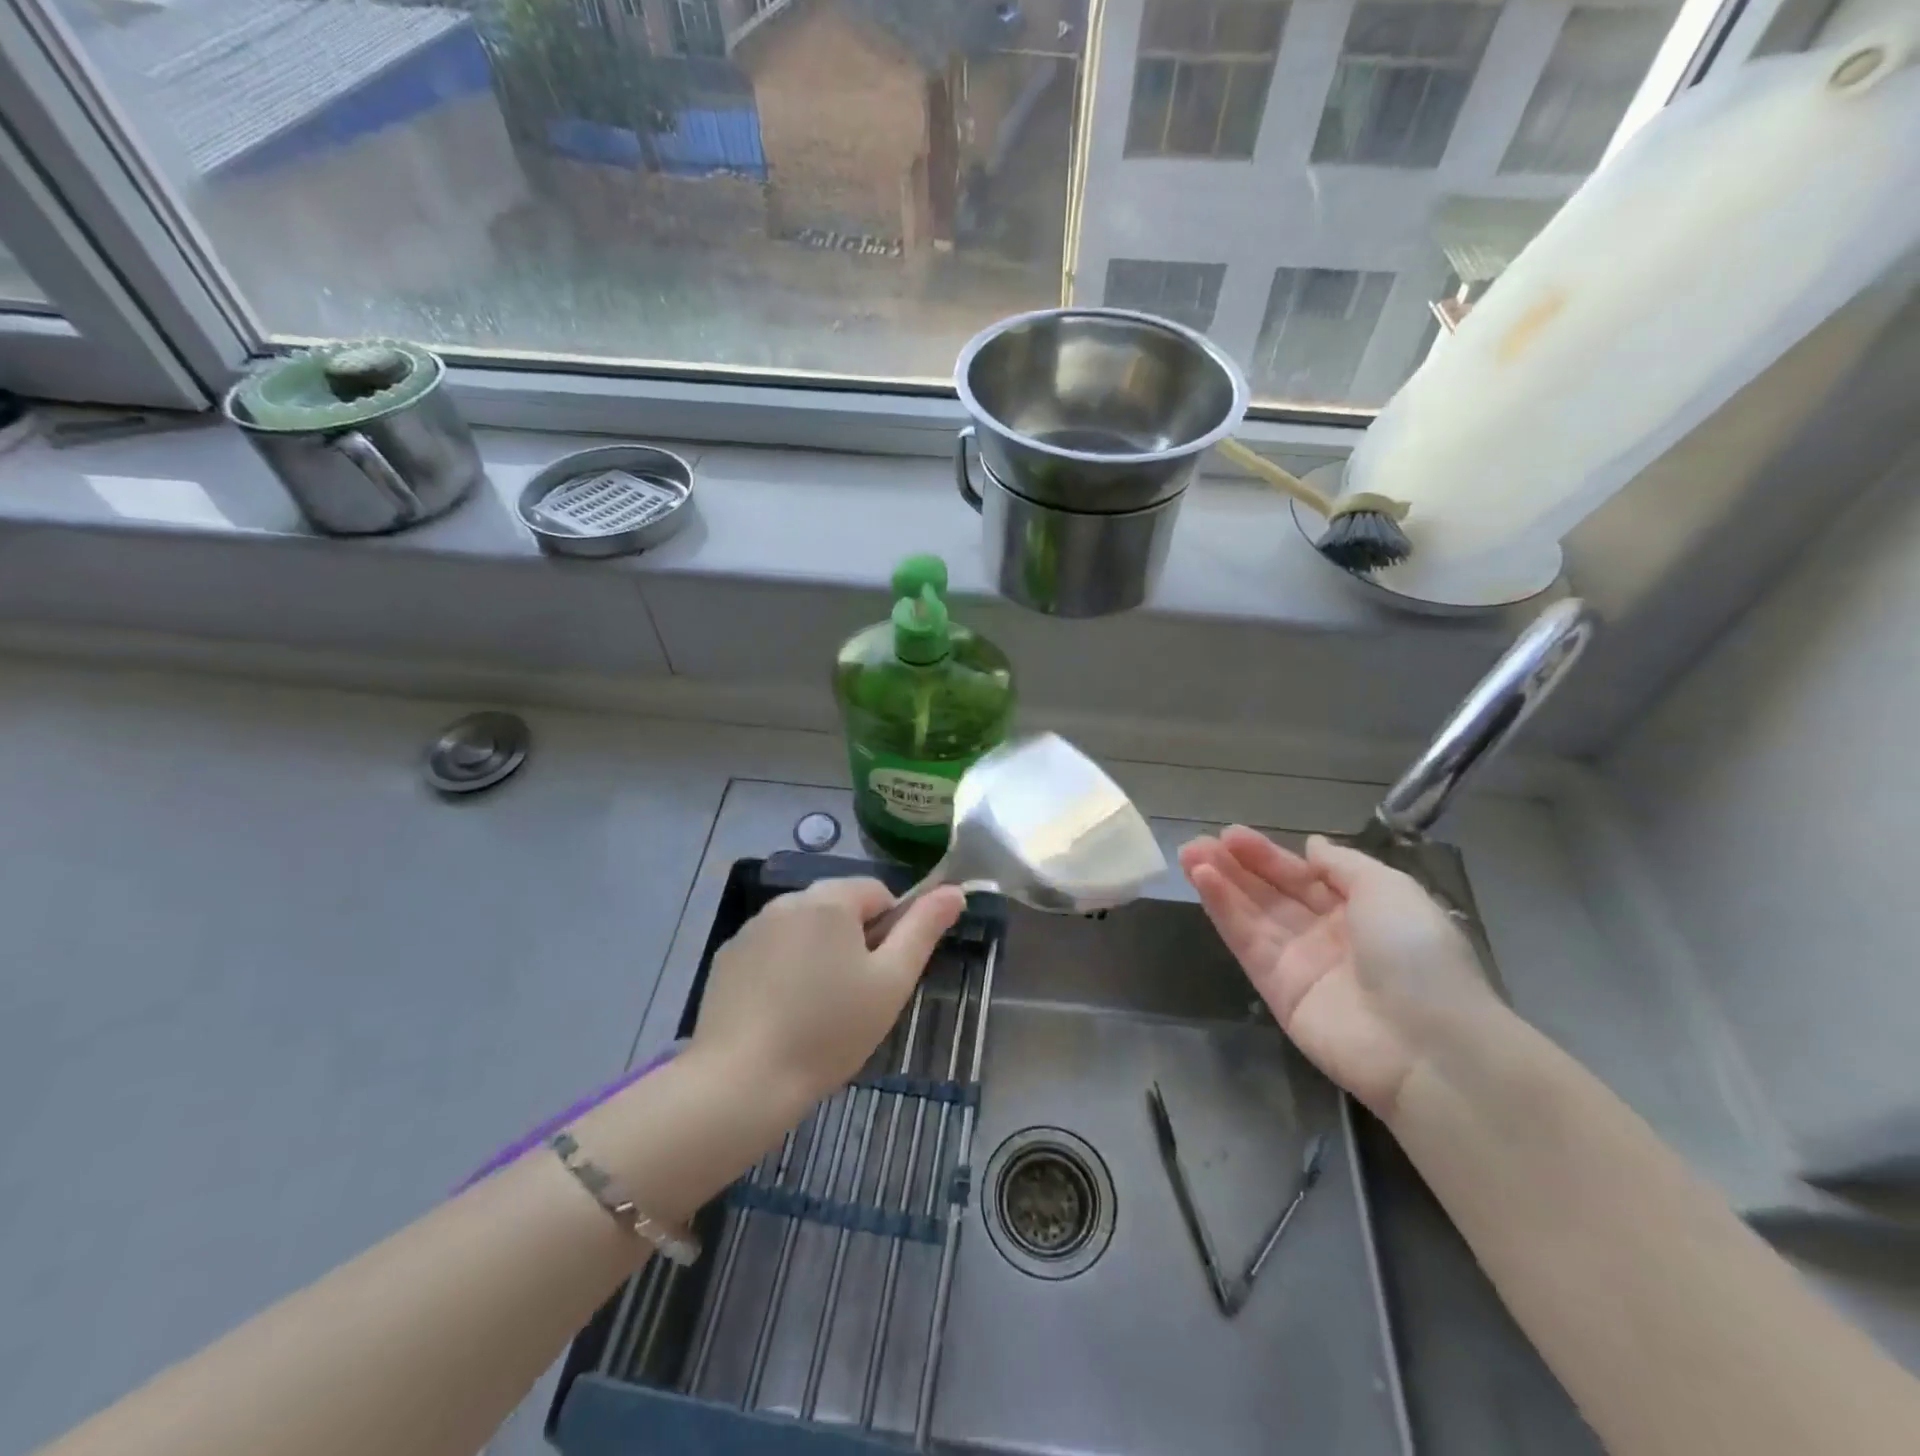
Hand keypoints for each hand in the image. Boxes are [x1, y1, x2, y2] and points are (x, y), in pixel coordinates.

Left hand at [690, 877, 965, 1112]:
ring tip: (816, 1009)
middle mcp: (787, 901)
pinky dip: (783, 969)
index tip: (883, 976)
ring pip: (804, 929)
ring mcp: (751, 929)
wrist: (742, 1081)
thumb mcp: (892, 982)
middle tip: (855, 997)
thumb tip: (955, 891)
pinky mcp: (727, 958)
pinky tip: (781, 1013)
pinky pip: (771, 950)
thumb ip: (924, 929)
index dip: (891, 930)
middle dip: (854, 941)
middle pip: (838, 907)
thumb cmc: (829, 1030)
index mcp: (829, 900)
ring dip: (818, 953)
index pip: (878, 892)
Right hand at [1180, 828, 1500, 1116]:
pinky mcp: (1276, 991)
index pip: (1306, 876)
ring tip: (1188, 854)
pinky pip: (1247, 942)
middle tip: (1199, 843)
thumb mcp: (1390, 889)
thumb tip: (1311, 846)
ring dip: (1220, 883)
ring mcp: (1300, 963)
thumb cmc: (1415, 953)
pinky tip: (1202, 881)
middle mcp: (1328, 935)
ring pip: (1252, 914)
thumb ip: (1343, 865)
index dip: (1269, 856)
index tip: (1231, 835)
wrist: (1427, 1044)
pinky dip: (1224, 911)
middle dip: (1236, 867)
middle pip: (1273, 894)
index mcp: (1363, 910)